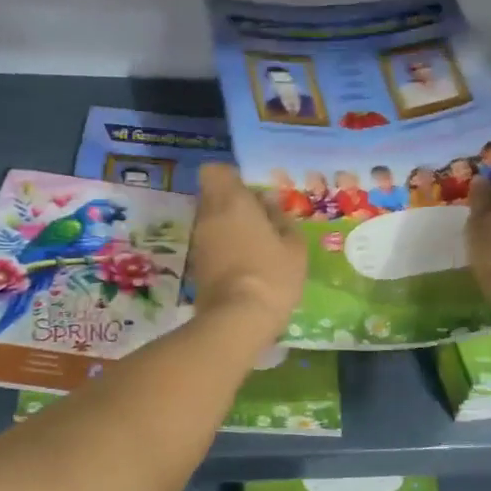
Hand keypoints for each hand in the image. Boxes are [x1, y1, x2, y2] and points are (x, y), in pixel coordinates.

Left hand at [190, 164, 306, 342]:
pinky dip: (224, 246)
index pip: (214, 171)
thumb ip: (281, 219)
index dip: (231, 177)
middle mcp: (209, 215)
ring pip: (211, 220)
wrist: (237, 319)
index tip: (252, 192)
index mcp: (232, 202)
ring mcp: (199, 241)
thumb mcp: (294, 246)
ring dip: (229, 226)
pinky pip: (210, 243)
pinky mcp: (196, 265)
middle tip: (261, 220)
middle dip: (233, 202)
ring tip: (256, 245)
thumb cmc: (272, 275)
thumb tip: (269, 204)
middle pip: (212, 195)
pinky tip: (246, 263)